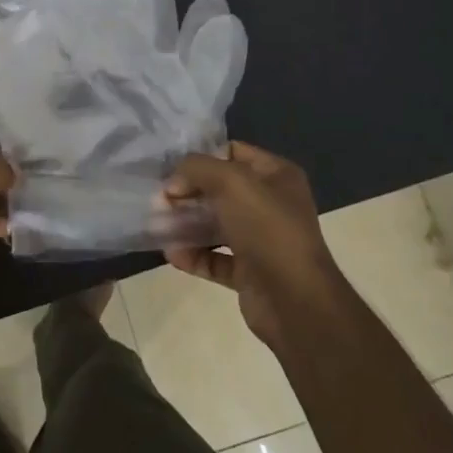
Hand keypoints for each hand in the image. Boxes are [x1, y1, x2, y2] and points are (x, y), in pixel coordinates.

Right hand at [163, 141, 347, 351]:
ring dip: (186, 225)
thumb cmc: (267, 228)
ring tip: (157, 226)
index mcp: (277, 176)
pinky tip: (172, 254)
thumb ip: (197, 168)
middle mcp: (272, 204)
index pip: (233, 153)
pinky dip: (194, 255)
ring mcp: (262, 240)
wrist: (295, 299)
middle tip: (159, 201)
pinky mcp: (250, 272)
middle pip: (220, 190)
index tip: (173, 170)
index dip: (202, 158)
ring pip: (216, 225)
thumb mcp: (231, 181)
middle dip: (188, 193)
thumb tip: (174, 182)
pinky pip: (215, 258)